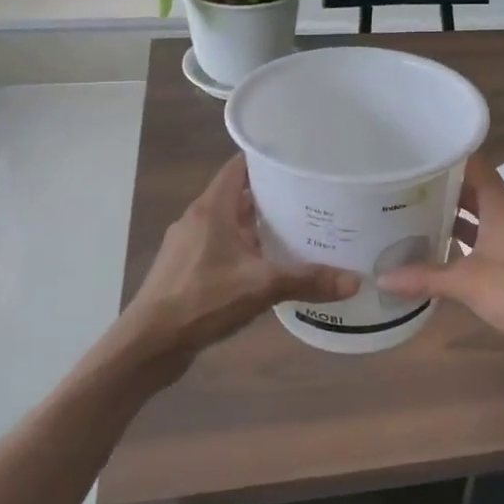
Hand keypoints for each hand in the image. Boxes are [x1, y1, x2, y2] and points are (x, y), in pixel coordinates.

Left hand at [116, 157, 358, 378]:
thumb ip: (307, 280)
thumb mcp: (260, 287)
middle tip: (309, 198)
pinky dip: (243, 248)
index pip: (238, 166)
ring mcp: (188, 244)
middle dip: (271, 195)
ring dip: (257, 225)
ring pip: (229, 223)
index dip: (266, 159)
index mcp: (211, 209)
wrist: (148, 344)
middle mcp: (197, 219)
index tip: (298, 160)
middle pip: (237, 195)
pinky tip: (267, 265)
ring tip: (296, 230)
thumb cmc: (201, 301)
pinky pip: (220, 246)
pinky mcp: (185, 268)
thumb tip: (355, 281)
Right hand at [377, 155, 503, 357]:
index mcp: (500, 203)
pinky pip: (483, 238)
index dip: (444, 157)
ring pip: (477, 215)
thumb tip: (383, 277)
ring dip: (451, 216)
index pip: (471, 163)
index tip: (413, 157)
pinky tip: (438, 252)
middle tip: (401, 190)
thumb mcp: (468, 282)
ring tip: (411, 217)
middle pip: (471, 188)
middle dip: (439, 189)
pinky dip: (463, 241)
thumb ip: (426, 277)